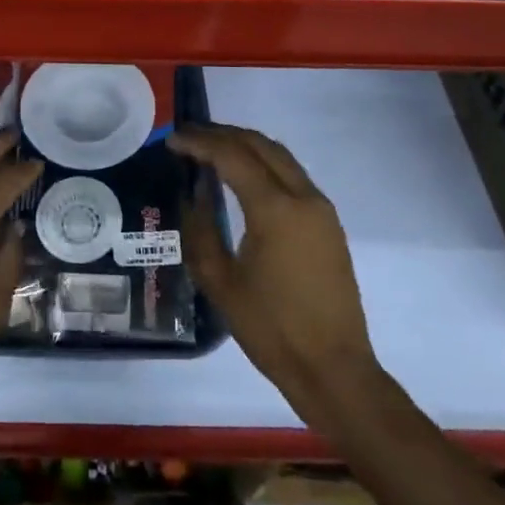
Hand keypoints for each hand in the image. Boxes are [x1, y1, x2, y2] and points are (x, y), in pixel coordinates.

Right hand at [173, 124, 380, 420]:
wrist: (334, 369)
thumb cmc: (271, 329)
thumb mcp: (220, 281)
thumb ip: (200, 229)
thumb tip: (192, 194)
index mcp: (274, 209)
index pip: (231, 155)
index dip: (199, 142)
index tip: (171, 140)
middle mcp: (303, 197)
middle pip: (259, 144)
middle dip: (221, 134)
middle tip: (188, 137)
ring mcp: (321, 209)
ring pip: (279, 155)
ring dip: (244, 144)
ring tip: (210, 149)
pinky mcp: (328, 223)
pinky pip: (292, 174)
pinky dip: (263, 162)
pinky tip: (241, 176)